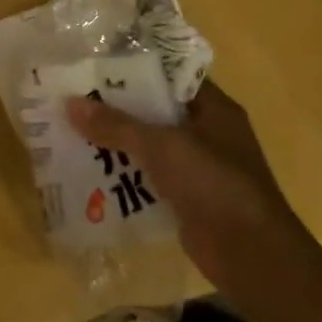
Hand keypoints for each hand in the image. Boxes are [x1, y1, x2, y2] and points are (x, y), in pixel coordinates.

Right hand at [67, 82, 307, 293]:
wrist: (252, 256)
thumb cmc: (214, 184)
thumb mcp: (163, 146)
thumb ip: (117, 125)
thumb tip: (69, 104)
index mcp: (213, 108)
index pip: (171, 75)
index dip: (135, 68)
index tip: (96, 65)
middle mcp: (207, 132)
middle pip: (156, 111)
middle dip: (118, 108)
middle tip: (75, 99)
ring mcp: (198, 168)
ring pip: (151, 146)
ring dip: (118, 144)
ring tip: (73, 133)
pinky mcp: (187, 199)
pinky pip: (150, 178)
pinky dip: (126, 176)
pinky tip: (91, 174)